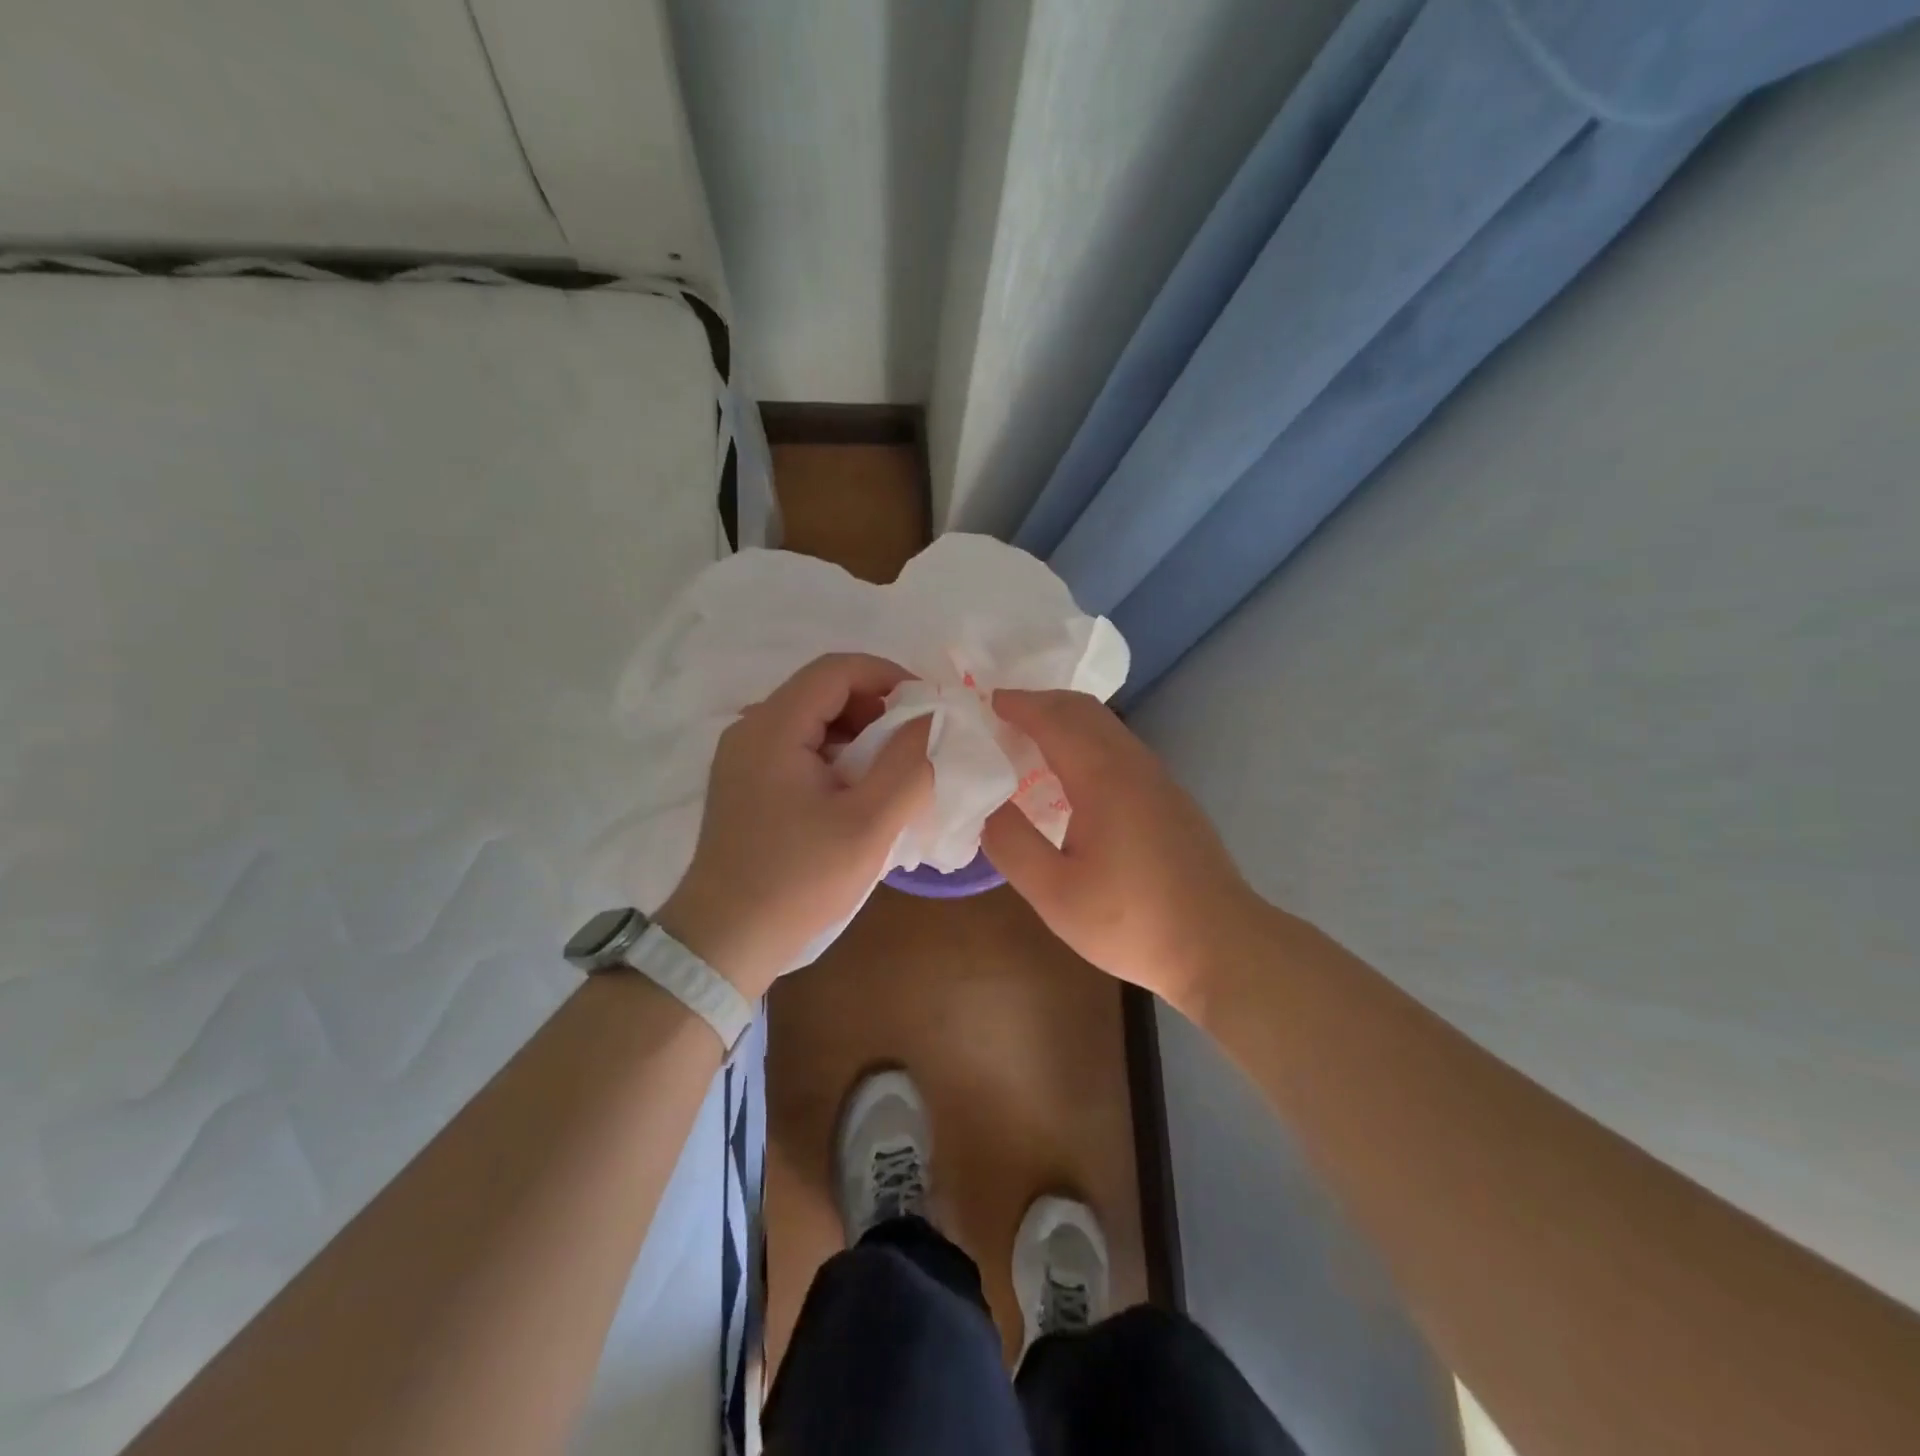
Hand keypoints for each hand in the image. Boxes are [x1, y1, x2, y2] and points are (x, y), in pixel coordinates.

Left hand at [656, 654, 932, 998]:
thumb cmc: (800, 880)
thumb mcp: (870, 824)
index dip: (888, 676)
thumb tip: (932, 718)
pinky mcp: (744, 784)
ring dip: (858, 734)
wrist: (726, 940)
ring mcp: (742, 757)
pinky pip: (797, 748)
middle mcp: (750, 729)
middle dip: (876, 708)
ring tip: (890, 773)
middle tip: (913, 745)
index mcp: (774, 727)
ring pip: (811, 720)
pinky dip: (835, 756)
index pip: (836, 669)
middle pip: (822, 691)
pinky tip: (856, 794)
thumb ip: (909, 764)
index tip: (927, 708)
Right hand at [980, 689, 1258, 1010]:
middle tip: (1004, 714)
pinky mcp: (1171, 798)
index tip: (987, 701)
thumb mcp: (1055, 893)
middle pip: (1085, 710)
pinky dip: (1088, 739)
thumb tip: (986, 805)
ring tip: (1032, 737)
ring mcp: (1159, 779)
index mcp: (1103, 778)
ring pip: (1107, 726)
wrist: (1221, 946)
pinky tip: (1074, 774)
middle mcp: (1133, 765)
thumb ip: (1012, 844)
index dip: (1019, 705)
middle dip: (1042, 701)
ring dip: (1067, 719)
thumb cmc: (1132, 921)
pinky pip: (1121, 747)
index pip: (1054, 720)